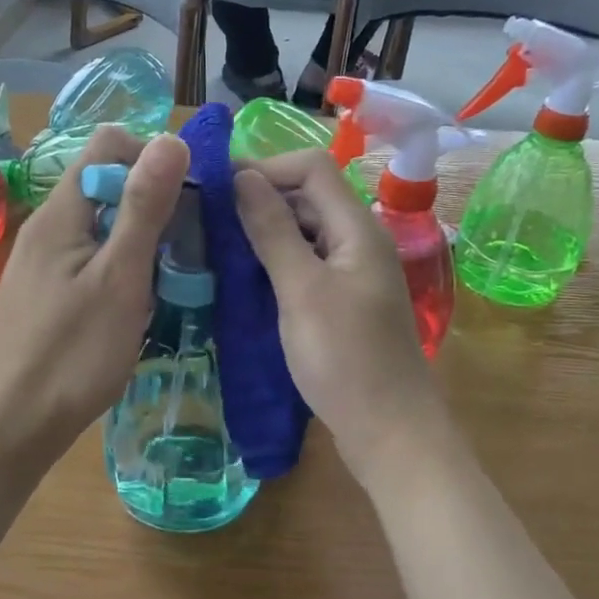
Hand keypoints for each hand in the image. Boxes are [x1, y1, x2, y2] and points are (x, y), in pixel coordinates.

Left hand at [0, 126, 189, 474]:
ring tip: (167, 283)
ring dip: (141, 243)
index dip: (153, 158)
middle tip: (185, 250)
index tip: (188, 201)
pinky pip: (91, 260)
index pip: (108, 144)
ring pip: (102, 227)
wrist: (13, 427)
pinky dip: (121, 270)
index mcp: (61, 212)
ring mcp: (43, 262)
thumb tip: (172, 138)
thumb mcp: (120, 278)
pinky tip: (137, 307)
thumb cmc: (72, 355)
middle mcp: (47, 226)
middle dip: (153, 205)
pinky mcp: (46, 293)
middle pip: (106, 184)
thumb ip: (144, 207)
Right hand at [234, 151, 453, 486]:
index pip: (312, 168)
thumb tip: (243, 177)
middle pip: (309, 197)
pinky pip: (306, 265)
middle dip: (260, 198)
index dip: (265, 166)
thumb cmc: (345, 359)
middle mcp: (359, 241)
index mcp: (357, 228)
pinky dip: (275, 263)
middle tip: (208, 219)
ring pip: (305, 232)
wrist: (390, 431)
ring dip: (265, 232)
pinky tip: (244, 279)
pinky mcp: (343, 302)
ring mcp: (353, 274)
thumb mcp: (301, 290)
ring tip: (217, 247)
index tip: (217, 187)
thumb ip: (272, 231)